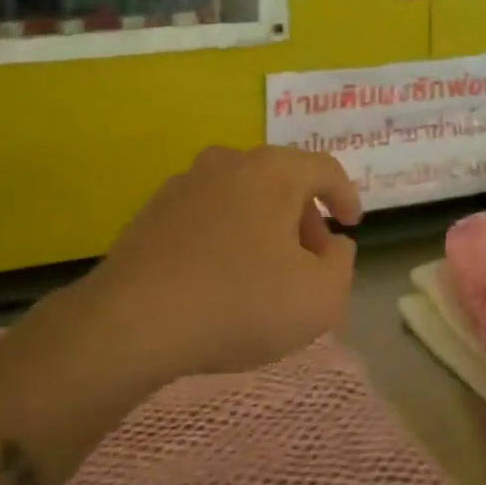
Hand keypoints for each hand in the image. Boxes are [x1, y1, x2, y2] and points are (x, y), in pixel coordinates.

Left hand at [71, 145, 361, 382]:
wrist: (134, 322)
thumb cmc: (240, 303)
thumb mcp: (320, 297)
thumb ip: (342, 264)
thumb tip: (332, 246)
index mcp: (273, 171)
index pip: (324, 169)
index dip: (345, 196)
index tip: (351, 226)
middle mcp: (228, 163)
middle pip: (281, 180)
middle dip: (305, 217)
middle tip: (313, 258)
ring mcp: (184, 184)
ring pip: (242, 196)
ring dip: (265, 225)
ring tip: (269, 270)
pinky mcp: (152, 212)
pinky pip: (208, 215)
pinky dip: (227, 235)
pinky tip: (223, 275)